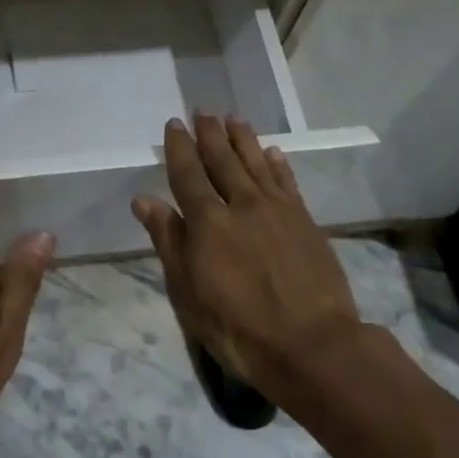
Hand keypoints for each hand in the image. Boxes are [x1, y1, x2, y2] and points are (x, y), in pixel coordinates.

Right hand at [131, 114, 362, 401]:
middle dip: (210, 134)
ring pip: (255, 162)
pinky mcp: (305, 221)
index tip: (174, 124)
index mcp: (207, 220)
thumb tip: (145, 199)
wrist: (313, 347)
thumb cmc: (238, 327)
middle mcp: (241, 203)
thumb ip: (168, 240)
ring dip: (243, 139)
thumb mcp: (188, 291)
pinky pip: (287, 181)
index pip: (187, 172)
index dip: (179, 147)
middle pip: (222, 159)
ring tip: (234, 119)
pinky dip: (278, 164)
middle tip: (203, 111)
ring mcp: (277, 210)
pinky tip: (273, 152)